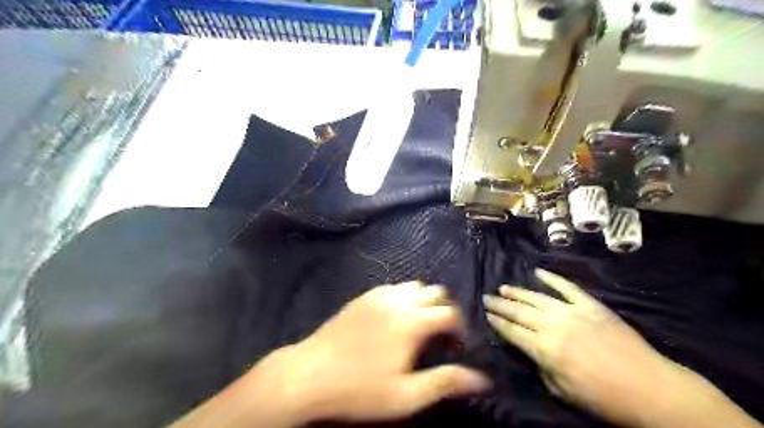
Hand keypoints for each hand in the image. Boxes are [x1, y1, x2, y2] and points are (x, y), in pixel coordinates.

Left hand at [263, 280, 488, 424]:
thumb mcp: (406, 396)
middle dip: (446, 310)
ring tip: (421, 325)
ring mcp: (379, 295)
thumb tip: (482, 379)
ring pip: (415, 286)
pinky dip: (405, 297)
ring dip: (426, 301)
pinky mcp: (364, 296)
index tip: (457, 346)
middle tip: (441, 335)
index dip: (461, 328)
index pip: (450, 313)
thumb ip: (445, 382)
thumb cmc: (359, 389)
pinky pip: (394, 287)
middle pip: (436, 292)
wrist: (309, 374)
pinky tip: (397, 318)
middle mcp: (399, 300)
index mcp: (412, 322)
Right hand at [483, 267, 679, 423]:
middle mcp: (552, 325)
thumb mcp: (563, 391)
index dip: (497, 322)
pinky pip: (567, 287)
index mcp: (544, 349)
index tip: (486, 314)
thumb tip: (533, 353)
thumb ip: (542, 368)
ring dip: (517, 292)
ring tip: (503, 287)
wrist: (650, 388)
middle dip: (500, 305)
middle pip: (519, 312)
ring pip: (536, 297)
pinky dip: (552, 278)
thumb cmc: (603, 397)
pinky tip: (539, 272)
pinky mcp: (590, 305)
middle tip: (486, 297)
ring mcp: (572, 311)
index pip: (512, 331)